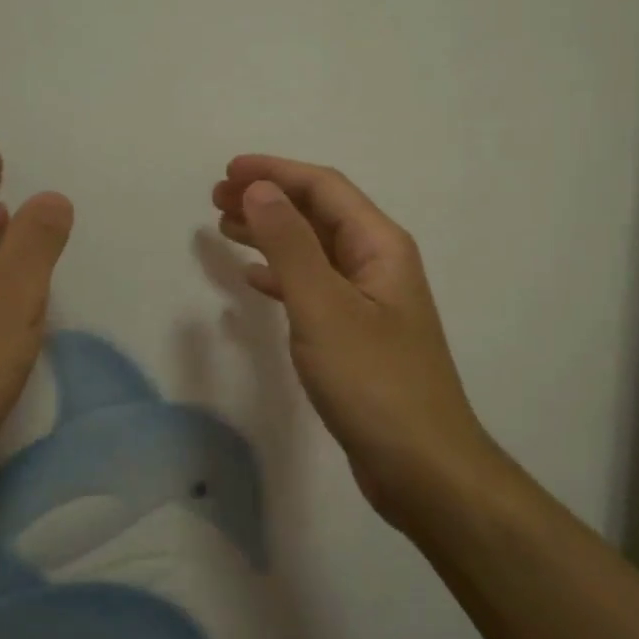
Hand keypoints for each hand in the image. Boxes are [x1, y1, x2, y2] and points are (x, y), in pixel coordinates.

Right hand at [213, 156, 501, 524]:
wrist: (422, 467)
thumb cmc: (373, 381)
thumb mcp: (323, 306)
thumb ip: (289, 244)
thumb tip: (259, 189)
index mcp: (380, 246)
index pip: (324, 188)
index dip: (275, 172)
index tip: (227, 171)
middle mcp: (378, 264)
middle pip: (318, 215)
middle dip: (269, 199)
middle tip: (216, 199)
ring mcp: (368, 302)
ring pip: (312, 251)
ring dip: (271, 234)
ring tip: (225, 228)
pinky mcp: (356, 336)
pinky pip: (312, 288)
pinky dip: (281, 277)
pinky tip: (254, 279)